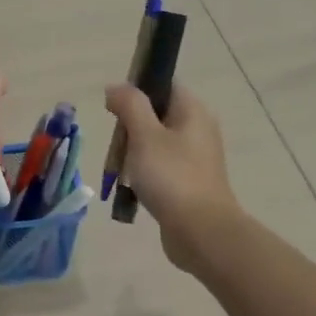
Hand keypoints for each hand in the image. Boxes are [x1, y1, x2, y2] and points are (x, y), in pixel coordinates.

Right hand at [104, 82, 239, 271]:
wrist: (200, 231)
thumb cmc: (171, 177)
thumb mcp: (145, 135)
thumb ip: (129, 106)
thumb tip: (115, 87)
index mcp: (193, 111)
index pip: (164, 84)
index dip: (137, 89)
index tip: (114, 108)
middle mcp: (199, 129)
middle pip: (157, 114)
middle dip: (131, 126)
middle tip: (117, 144)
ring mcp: (196, 157)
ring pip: (157, 142)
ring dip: (135, 152)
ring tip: (122, 168)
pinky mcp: (189, 182)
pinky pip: (161, 167)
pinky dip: (145, 173)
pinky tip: (133, 187)